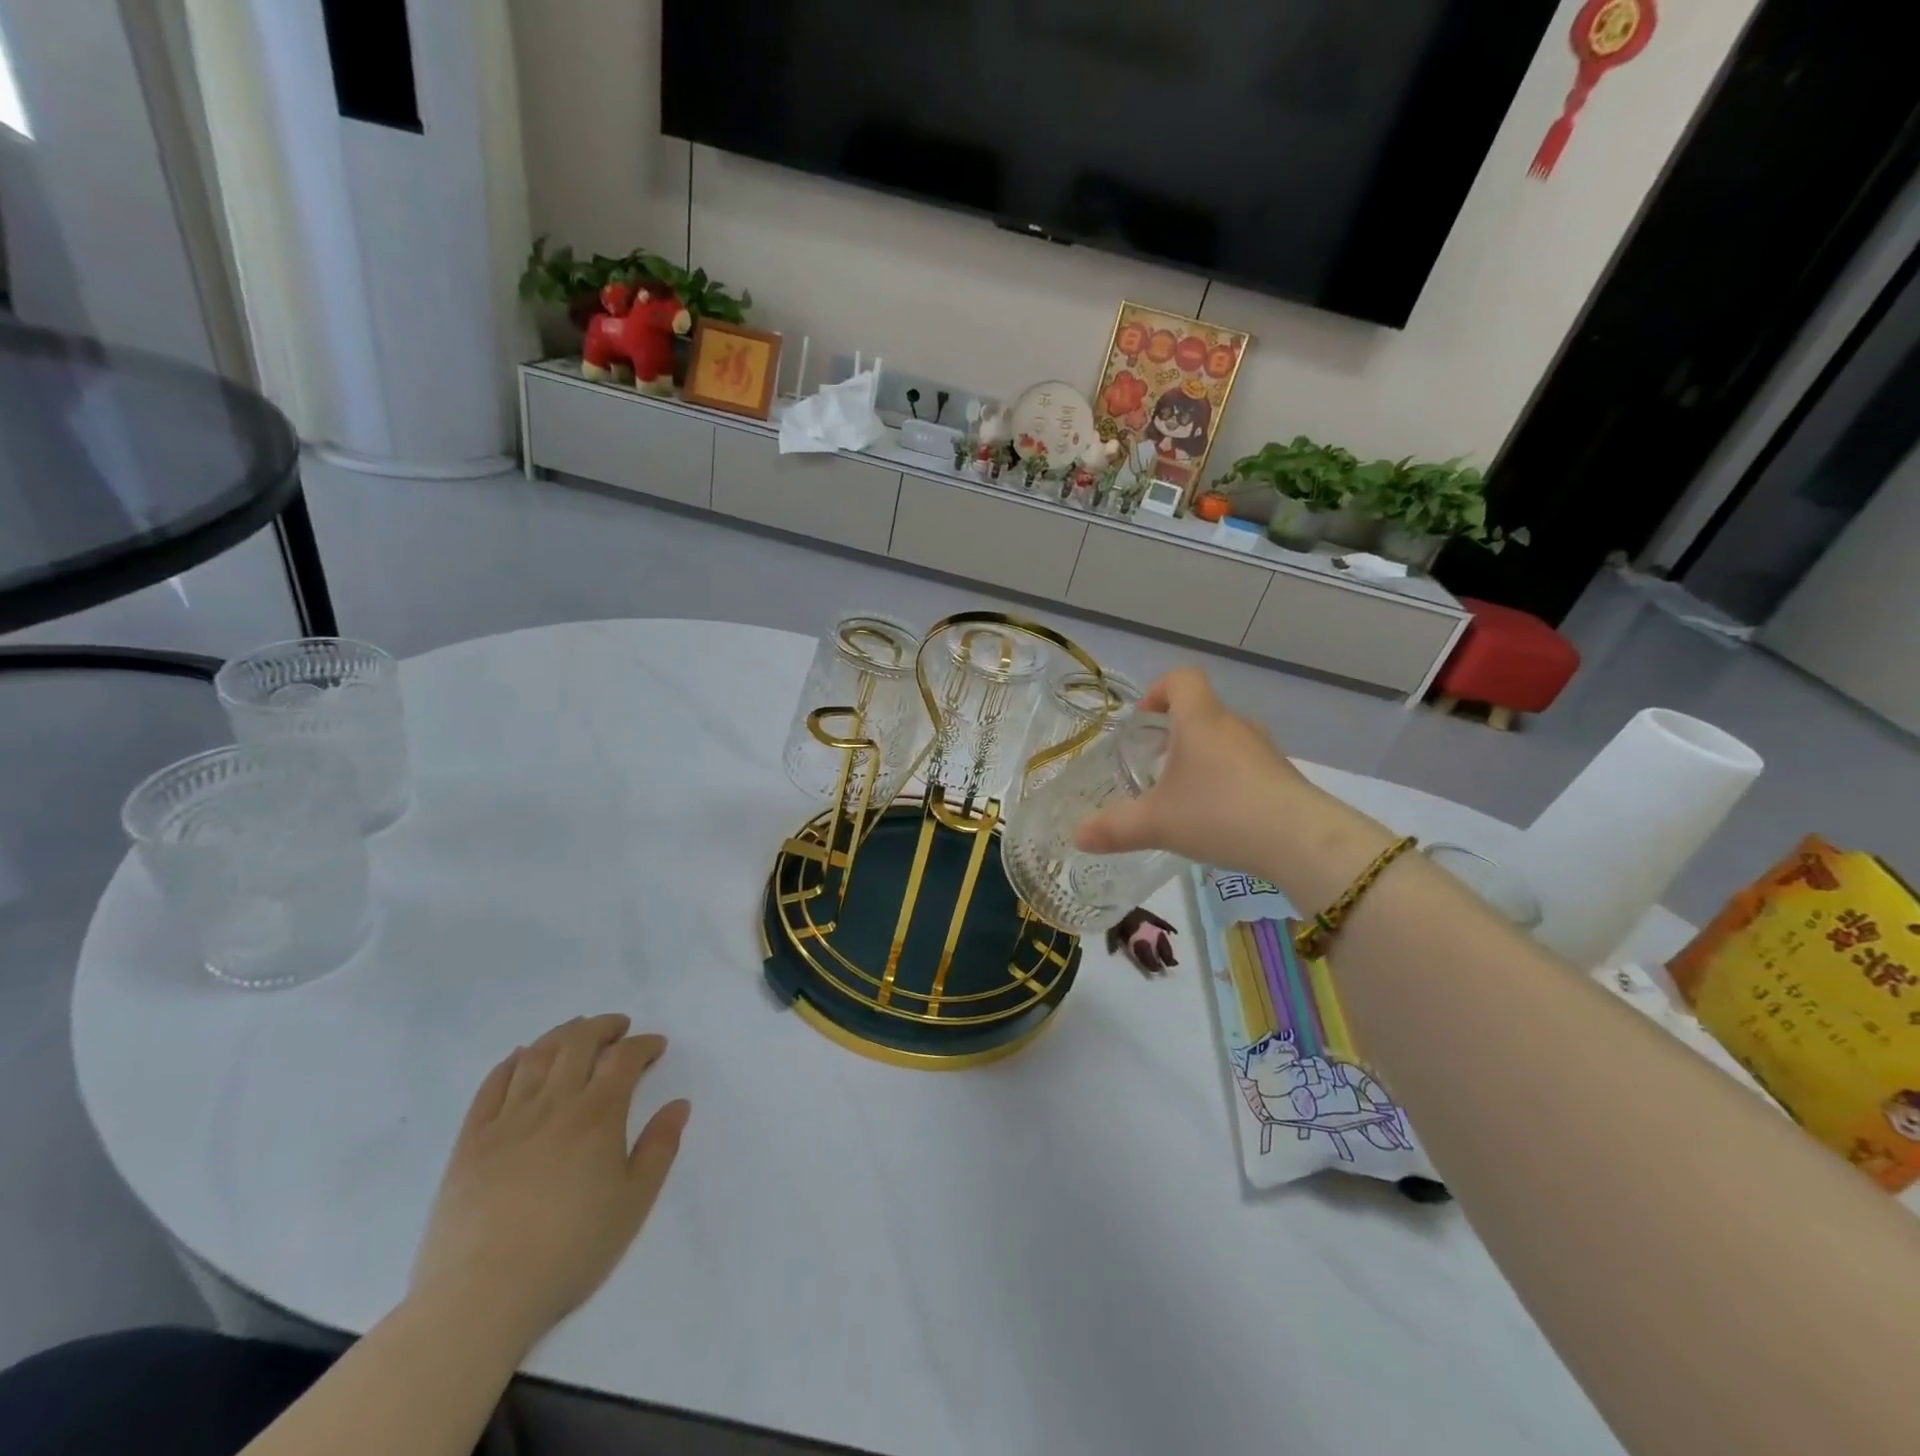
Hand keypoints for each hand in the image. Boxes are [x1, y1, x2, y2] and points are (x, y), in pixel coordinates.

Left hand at [409, 1015, 689, 1353]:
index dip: (643, 1044)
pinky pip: (491, 1086)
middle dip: (603, 1027)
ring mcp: (507, 1120)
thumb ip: (660, 1148)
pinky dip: (510, 1063)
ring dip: (561, 1035)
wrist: (481, 1297)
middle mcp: (553, 1105)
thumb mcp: (634, 1203)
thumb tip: (679, 1104)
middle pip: (578, 1044)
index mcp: (597, 1116)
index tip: (656, 1046)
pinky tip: (521, 1058)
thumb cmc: (570, 1251)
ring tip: (576, 1031)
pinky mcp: (470, 1142)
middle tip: (619, 1028)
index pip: (624, 1058)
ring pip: (536, 1057)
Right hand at [1076, 668, 1308, 871]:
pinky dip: (1227, 781)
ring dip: (1202, 758)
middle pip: (1201, 712)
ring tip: (1184, 796)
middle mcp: (1234, 726)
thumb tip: (1077, 837)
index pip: (1182, 679)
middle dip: (1174, 734)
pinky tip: (1219, 818)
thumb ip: (1114, 828)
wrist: (1301, 841)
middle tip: (1154, 767)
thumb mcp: (1157, 824)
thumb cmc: (1219, 814)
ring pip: (1224, 741)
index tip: (1143, 721)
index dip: (1159, 691)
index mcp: (1200, 720)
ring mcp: (1264, 750)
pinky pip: (1245, 766)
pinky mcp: (1282, 777)